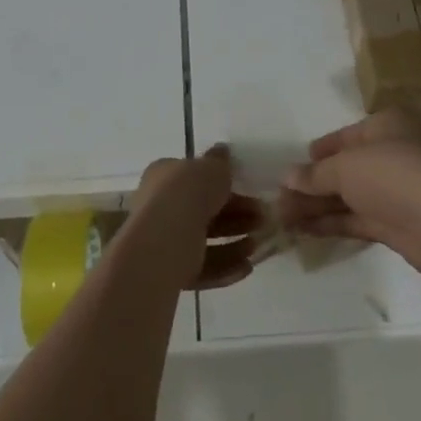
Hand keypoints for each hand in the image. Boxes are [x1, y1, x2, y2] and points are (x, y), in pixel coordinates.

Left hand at [129, 145, 265, 291]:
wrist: (165, 239)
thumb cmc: (188, 193)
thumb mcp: (211, 167)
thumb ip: (220, 161)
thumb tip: (223, 150)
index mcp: (164, 177)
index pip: (195, 178)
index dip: (224, 184)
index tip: (250, 191)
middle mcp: (159, 206)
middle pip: (203, 210)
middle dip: (235, 215)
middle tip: (261, 218)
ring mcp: (163, 239)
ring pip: (203, 240)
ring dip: (233, 243)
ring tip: (256, 245)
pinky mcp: (169, 270)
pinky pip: (201, 267)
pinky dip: (224, 266)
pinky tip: (247, 267)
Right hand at [278, 108, 420, 274]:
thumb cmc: (396, 175)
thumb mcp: (347, 166)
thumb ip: (316, 174)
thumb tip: (287, 178)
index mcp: (390, 124)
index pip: (347, 135)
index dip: (319, 151)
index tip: (293, 167)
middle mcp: (396, 152)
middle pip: (346, 167)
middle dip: (312, 183)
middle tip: (279, 198)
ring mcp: (399, 190)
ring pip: (350, 195)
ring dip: (317, 205)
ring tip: (282, 217)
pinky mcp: (399, 223)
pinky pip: (358, 218)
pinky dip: (331, 222)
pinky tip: (303, 229)